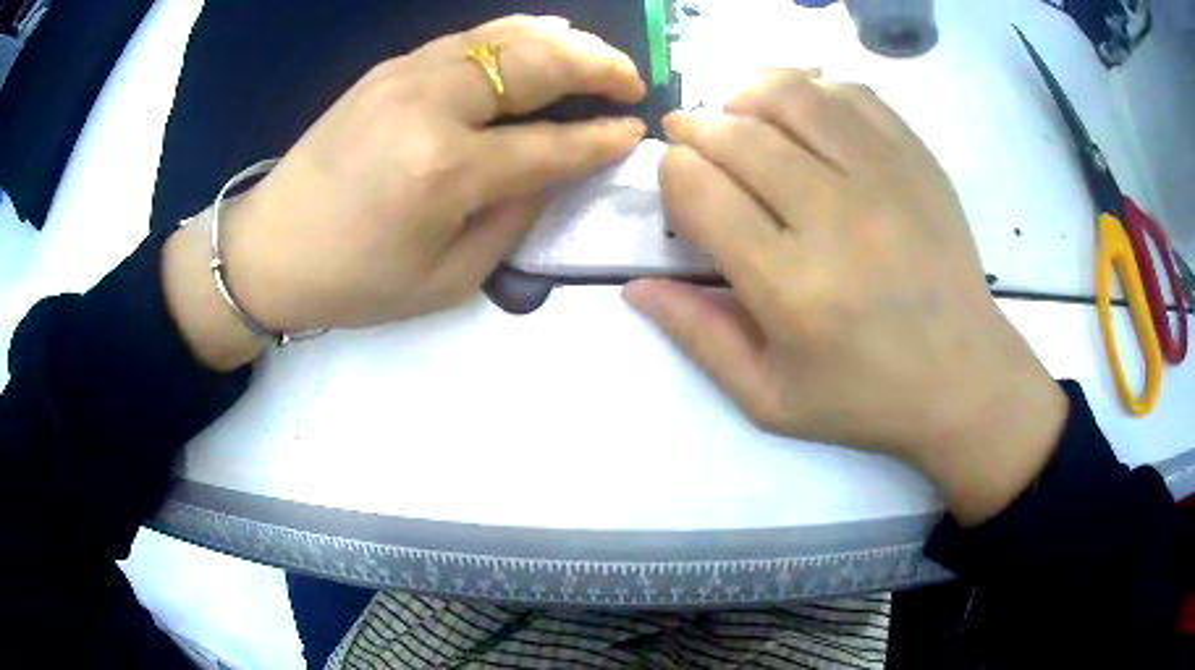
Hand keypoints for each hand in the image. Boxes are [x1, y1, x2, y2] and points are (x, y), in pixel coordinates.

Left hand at [165, 15, 644, 368]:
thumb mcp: (445, 281)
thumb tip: (553, 171)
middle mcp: (432, 106)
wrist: (268, 249)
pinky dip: (515, 34)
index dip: (601, 139)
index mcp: (446, 170)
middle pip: (538, 65)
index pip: (551, 145)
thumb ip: (511, 220)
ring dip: (563, 41)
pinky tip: (538, 39)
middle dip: (598, 67)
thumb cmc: (354, 281)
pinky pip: (468, 37)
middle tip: (630, 81)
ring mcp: (407, 76)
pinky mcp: (388, 68)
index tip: (633, 134)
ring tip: (596, 56)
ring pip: (506, 36)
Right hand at [625, 72, 1067, 525]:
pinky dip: (812, 89)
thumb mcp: (769, 398)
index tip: (678, 184)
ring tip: (739, 114)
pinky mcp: (917, 160)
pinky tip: (801, 111)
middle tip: (692, 138)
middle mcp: (835, 217)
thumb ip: (698, 337)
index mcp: (790, 286)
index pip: (699, 189)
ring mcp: (885, 178)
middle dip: (697, 128)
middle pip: (738, 134)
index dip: (672, 173)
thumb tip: (636, 287)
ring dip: (747, 94)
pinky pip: (851, 94)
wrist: (964, 379)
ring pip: (792, 95)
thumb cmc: (866, 398)